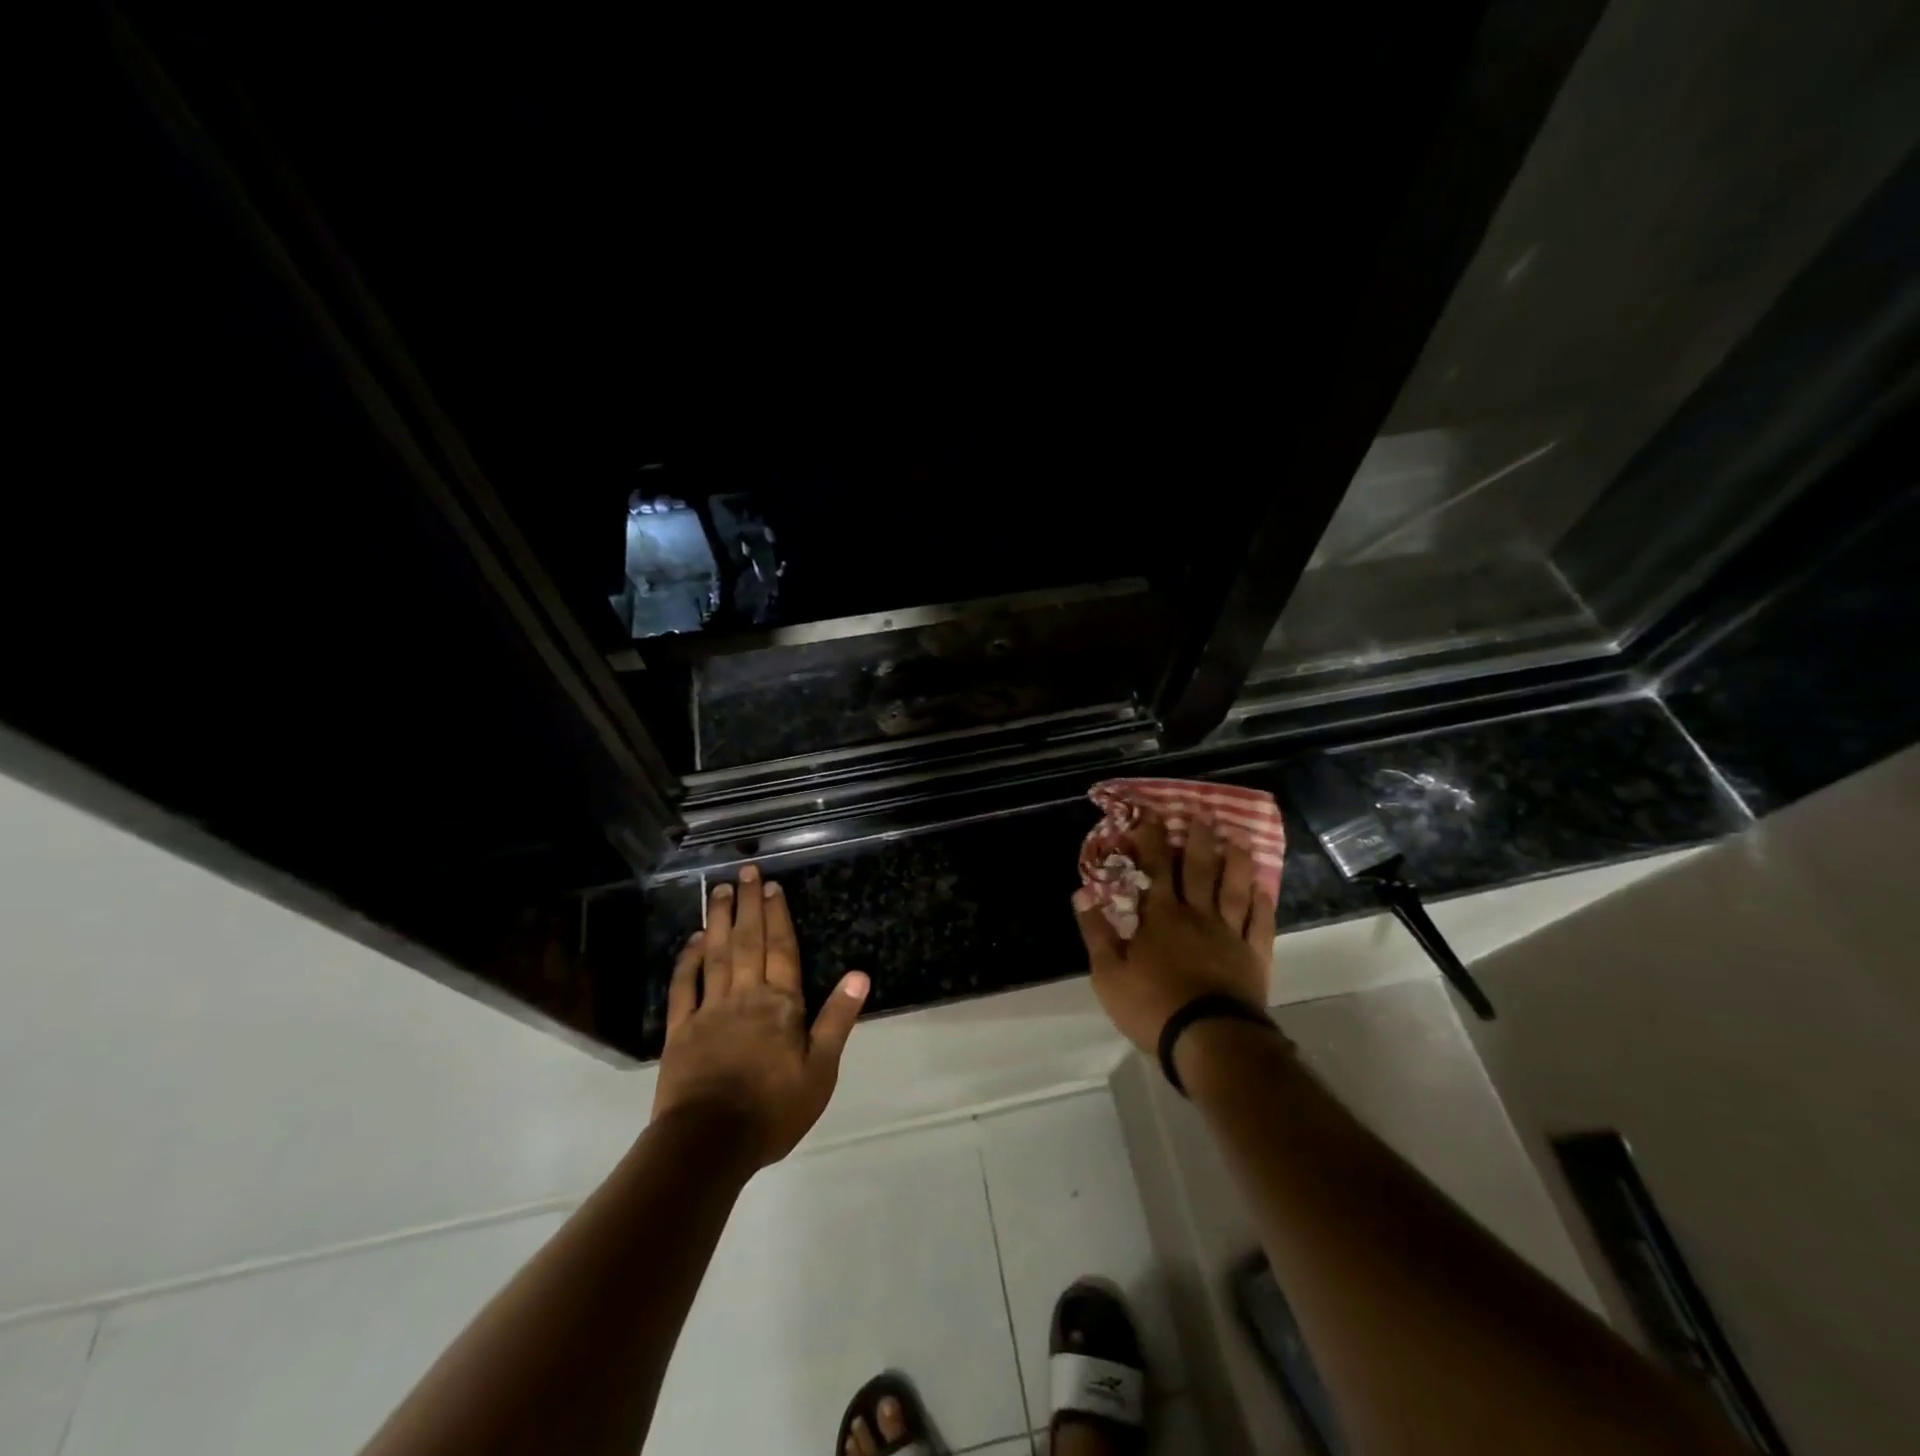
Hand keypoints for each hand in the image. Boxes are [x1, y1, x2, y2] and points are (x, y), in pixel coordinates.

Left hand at [651, 864, 869, 1167]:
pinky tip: (691, 940)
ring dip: (717, 920)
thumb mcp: (820, 1072)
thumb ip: (836, 1020)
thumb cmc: (772, 1110)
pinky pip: (684, 986)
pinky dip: (687, 960)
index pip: (782, 950)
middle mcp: (745, 996)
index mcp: (780, 1005)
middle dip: (748, 905)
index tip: (771, 886)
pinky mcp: (680, 1030)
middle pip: (747, 941)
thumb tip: (860, 975)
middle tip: (744, 872)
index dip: (778, 916)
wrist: (709, 1144)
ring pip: (715, 954)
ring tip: (718, 890)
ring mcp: (709, 1011)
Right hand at [1072, 816, 1275, 1052]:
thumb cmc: (1152, 1006)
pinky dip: (1262, 904)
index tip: (1152, 814)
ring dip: (1235, 862)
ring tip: (1238, 839)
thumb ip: (1096, 932)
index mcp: (1161, 917)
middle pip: (1199, 870)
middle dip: (1198, 840)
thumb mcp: (1108, 973)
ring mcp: (1229, 935)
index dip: (1153, 839)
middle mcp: (1197, 916)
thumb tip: (1081, 893)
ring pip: (1234, 889)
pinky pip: (1260, 923)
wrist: (1208, 1040)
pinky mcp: (1253, 957)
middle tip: (1203, 815)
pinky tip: (1264, 888)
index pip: (1156, 868)